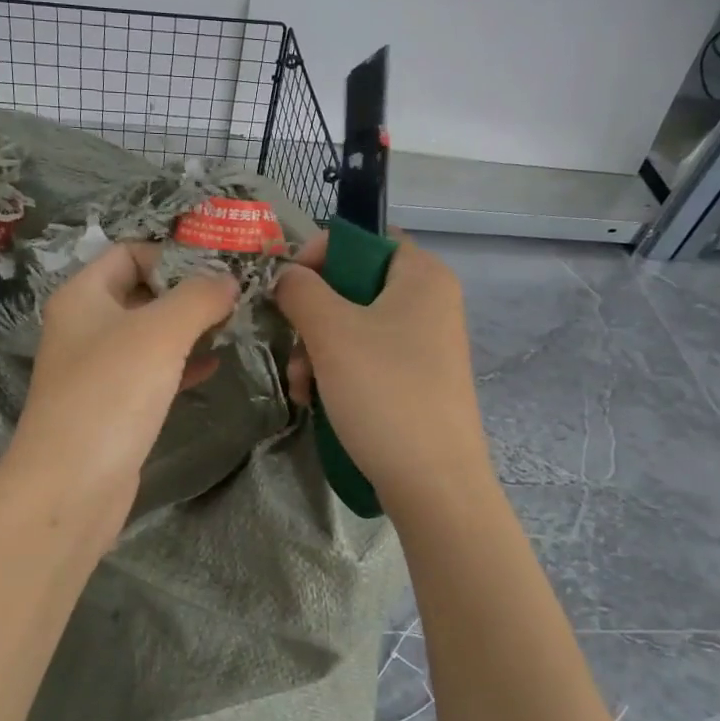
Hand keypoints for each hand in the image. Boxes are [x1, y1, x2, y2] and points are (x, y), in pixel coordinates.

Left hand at [6, 242, 238, 523]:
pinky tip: (213, 366)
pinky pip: (151, 372)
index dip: (173, 253)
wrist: (71, 486)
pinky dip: (180, 364)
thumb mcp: (160, 333)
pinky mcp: (112, 406)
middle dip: (187, 291)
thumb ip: (198, 297)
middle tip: (237, 295)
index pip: (129, 252)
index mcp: (83, 296)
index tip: (220, 264)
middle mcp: (85, 326)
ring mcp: (97, 369)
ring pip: (149, 334)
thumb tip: (228, 280)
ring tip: (234, 325)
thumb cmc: (111, 394)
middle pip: (141, 291)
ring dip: (188, 327)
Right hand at [273, 233, 491, 519]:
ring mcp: (424, 344)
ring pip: (353, 326)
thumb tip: (286, 275)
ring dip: (316, 350)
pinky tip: (316, 401)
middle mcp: (429, 302)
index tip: (288, 286)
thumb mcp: (331, 332)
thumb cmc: (384, 393)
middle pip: (354, 285)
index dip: (321, 253)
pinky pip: (367, 358)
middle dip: (312, 316)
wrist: (433, 483)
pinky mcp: (416, 379)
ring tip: (303, 386)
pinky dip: (337, 373)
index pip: (365, 238)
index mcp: (421, 275)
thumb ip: (301, 289)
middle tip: (293, 345)